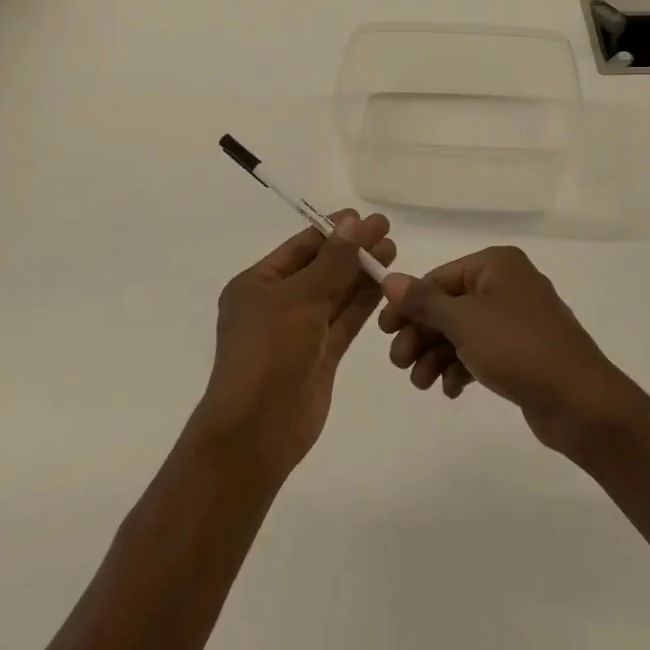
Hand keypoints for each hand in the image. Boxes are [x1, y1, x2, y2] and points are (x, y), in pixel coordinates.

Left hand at [196, 212, 393, 476]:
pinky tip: (385, 283)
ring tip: (393, 250)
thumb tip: (354, 223)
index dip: (333, 231)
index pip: (300, 247)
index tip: (365, 218)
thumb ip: (332, 261)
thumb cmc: (269, 352)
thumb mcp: (300, 298)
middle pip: (320, 268)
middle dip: (351, 250)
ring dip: (361, 273)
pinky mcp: (320, 356)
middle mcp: (276, 304)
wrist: (258, 431)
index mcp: (256, 284)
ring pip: (335, 294)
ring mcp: (298, 331)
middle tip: (387, 230)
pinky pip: (343, 321)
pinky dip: (363, 302)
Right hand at [380, 246, 638, 455]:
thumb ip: (424, 301)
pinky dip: (461, 367)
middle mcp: (506, 284)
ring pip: (462, 331)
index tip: (384, 332)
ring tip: (422, 384)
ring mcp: (516, 319)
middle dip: (421, 335)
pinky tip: (450, 390)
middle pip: (449, 306)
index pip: (439, 278)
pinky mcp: (523, 351)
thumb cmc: (518, 348)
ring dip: (437, 355)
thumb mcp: (463, 322)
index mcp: (496, 265)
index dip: (408, 304)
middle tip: (399, 364)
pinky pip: (481, 351)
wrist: (580, 401)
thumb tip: (390, 279)